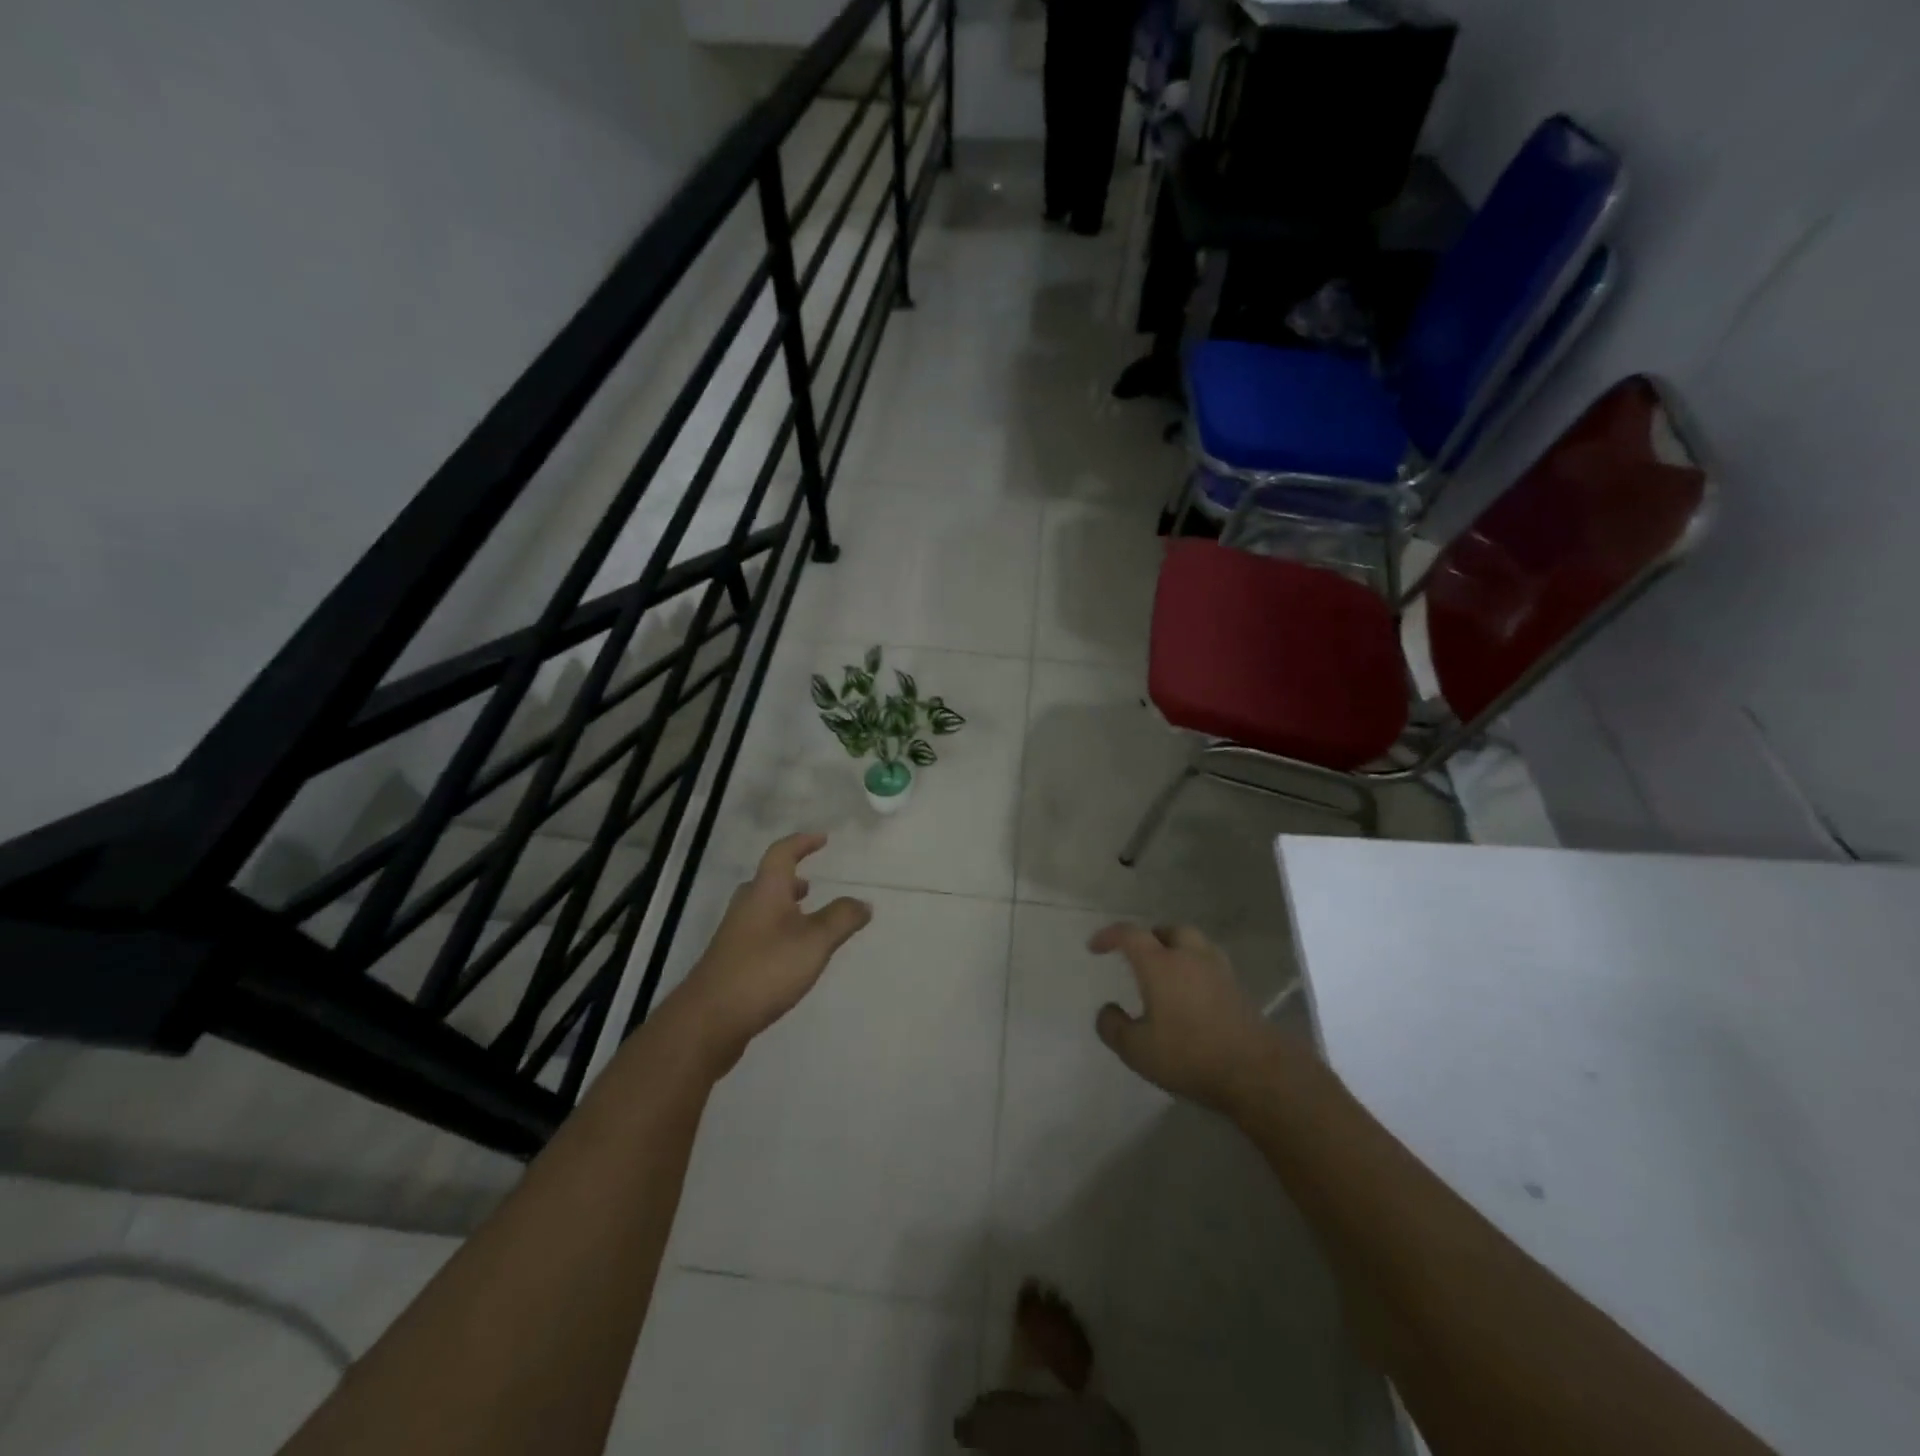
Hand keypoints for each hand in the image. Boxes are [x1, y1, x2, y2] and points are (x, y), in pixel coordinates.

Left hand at [664, 833, 871, 1073]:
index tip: (822, 839)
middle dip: (790, 879)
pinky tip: (790, 955)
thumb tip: (863, 902)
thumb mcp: (815, 942)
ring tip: (805, 918)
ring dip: (784, 907)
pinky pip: (758, 934)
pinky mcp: (730, 962)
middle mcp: (746, 907)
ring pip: (761, 909)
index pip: (782, 854)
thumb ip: (841, 919)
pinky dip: (777, 931)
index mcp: (765, 892)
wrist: (710, 1018)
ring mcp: (734, 935)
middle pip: (767, 882)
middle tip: (811, 885)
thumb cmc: (765, 969)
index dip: (802, 843)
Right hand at [1088, 923, 1288, 1111]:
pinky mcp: (1239, 989)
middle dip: (1150, 937)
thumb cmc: (1189, 1055)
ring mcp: (1219, 971)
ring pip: (1195, 944)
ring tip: (1167, 971)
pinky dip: (1196, 969)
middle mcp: (1190, 957)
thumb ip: (1113, 1027)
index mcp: (1160, 964)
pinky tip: (1193, 994)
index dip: (1109, 935)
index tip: (1095, 947)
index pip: (1130, 935)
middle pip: (1169, 931)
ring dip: (1177, 949)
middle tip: (1138, 955)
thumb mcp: (1137, 1050)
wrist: (1256, 1071)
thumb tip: (1107, 1010)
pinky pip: (1211, 965)